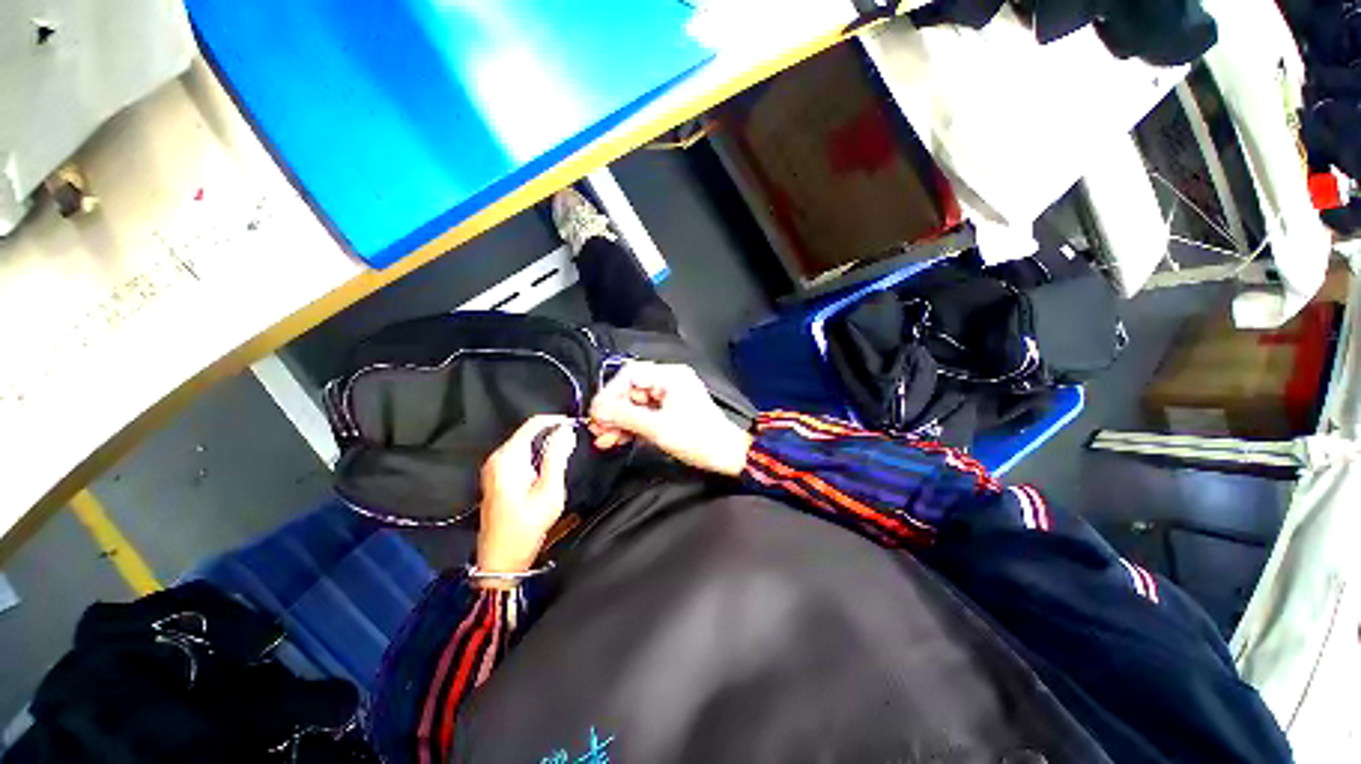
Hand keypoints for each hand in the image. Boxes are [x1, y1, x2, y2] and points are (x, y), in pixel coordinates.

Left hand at [476, 415, 576, 584]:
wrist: (500, 559)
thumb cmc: (526, 527)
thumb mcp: (549, 491)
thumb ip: (557, 457)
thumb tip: (566, 431)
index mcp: (508, 458)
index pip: (534, 423)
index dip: (557, 421)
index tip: (576, 426)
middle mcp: (497, 457)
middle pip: (529, 431)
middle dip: (553, 433)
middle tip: (574, 445)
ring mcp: (494, 467)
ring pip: (526, 442)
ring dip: (546, 444)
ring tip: (566, 455)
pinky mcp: (496, 476)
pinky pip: (521, 454)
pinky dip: (537, 454)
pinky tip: (549, 468)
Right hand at [589, 361, 751, 476]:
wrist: (728, 456)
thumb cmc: (698, 439)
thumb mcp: (658, 428)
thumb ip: (625, 416)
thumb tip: (598, 410)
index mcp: (670, 376)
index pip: (630, 375)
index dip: (610, 393)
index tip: (596, 414)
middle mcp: (668, 381)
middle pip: (631, 390)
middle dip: (612, 411)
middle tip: (597, 430)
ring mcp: (669, 397)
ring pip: (635, 404)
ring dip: (618, 421)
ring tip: (604, 440)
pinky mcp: (670, 412)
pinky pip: (644, 414)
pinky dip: (631, 427)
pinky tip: (616, 440)